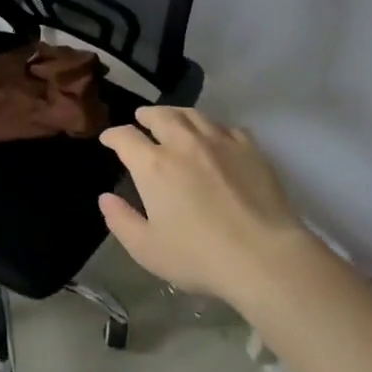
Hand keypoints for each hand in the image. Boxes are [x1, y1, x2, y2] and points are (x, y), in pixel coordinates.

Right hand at [99, 107, 312, 306]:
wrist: (265, 256)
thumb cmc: (198, 256)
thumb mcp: (146, 248)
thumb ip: (121, 220)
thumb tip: (106, 198)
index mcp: (153, 165)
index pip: (125, 137)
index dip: (113, 136)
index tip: (109, 139)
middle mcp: (184, 143)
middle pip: (161, 115)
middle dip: (146, 115)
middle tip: (141, 119)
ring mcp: (220, 142)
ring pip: (194, 115)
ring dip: (177, 114)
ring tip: (173, 120)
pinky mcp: (251, 149)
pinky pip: (226, 127)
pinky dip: (212, 127)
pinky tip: (215, 138)